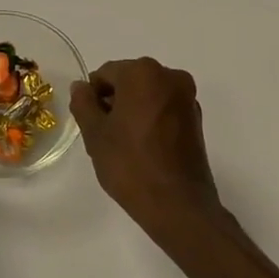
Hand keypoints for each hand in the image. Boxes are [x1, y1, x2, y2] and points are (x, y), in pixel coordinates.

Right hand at [70, 58, 227, 237]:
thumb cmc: (130, 164)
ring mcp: (187, 97)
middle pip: (129, 80)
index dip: (93, 96)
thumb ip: (83, 103)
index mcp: (143, 72)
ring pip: (148, 94)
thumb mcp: (95, 134)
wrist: (177, 205)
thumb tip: (81, 87)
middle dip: (114, 101)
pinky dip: (151, 119)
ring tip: (124, 144)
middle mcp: (170, 76)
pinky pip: (164, 108)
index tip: (90, 122)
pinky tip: (144, 147)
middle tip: (104, 135)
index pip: (105, 73)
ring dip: (133, 110)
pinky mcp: (197, 118)